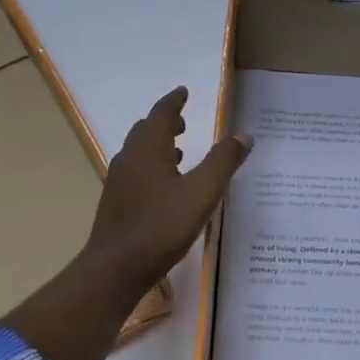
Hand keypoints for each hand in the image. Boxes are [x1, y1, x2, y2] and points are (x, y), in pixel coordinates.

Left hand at [85, 86, 252, 297]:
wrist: (115, 268)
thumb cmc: (161, 226)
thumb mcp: (202, 193)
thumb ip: (223, 162)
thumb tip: (244, 135)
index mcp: (148, 149)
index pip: (161, 113)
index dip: (174, 101)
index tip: (183, 91)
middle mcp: (129, 159)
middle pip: (146, 131)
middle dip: (165, 123)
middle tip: (184, 121)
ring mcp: (119, 182)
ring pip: (139, 153)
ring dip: (158, 146)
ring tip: (180, 152)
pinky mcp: (116, 204)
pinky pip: (136, 173)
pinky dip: (152, 167)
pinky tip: (165, 188)